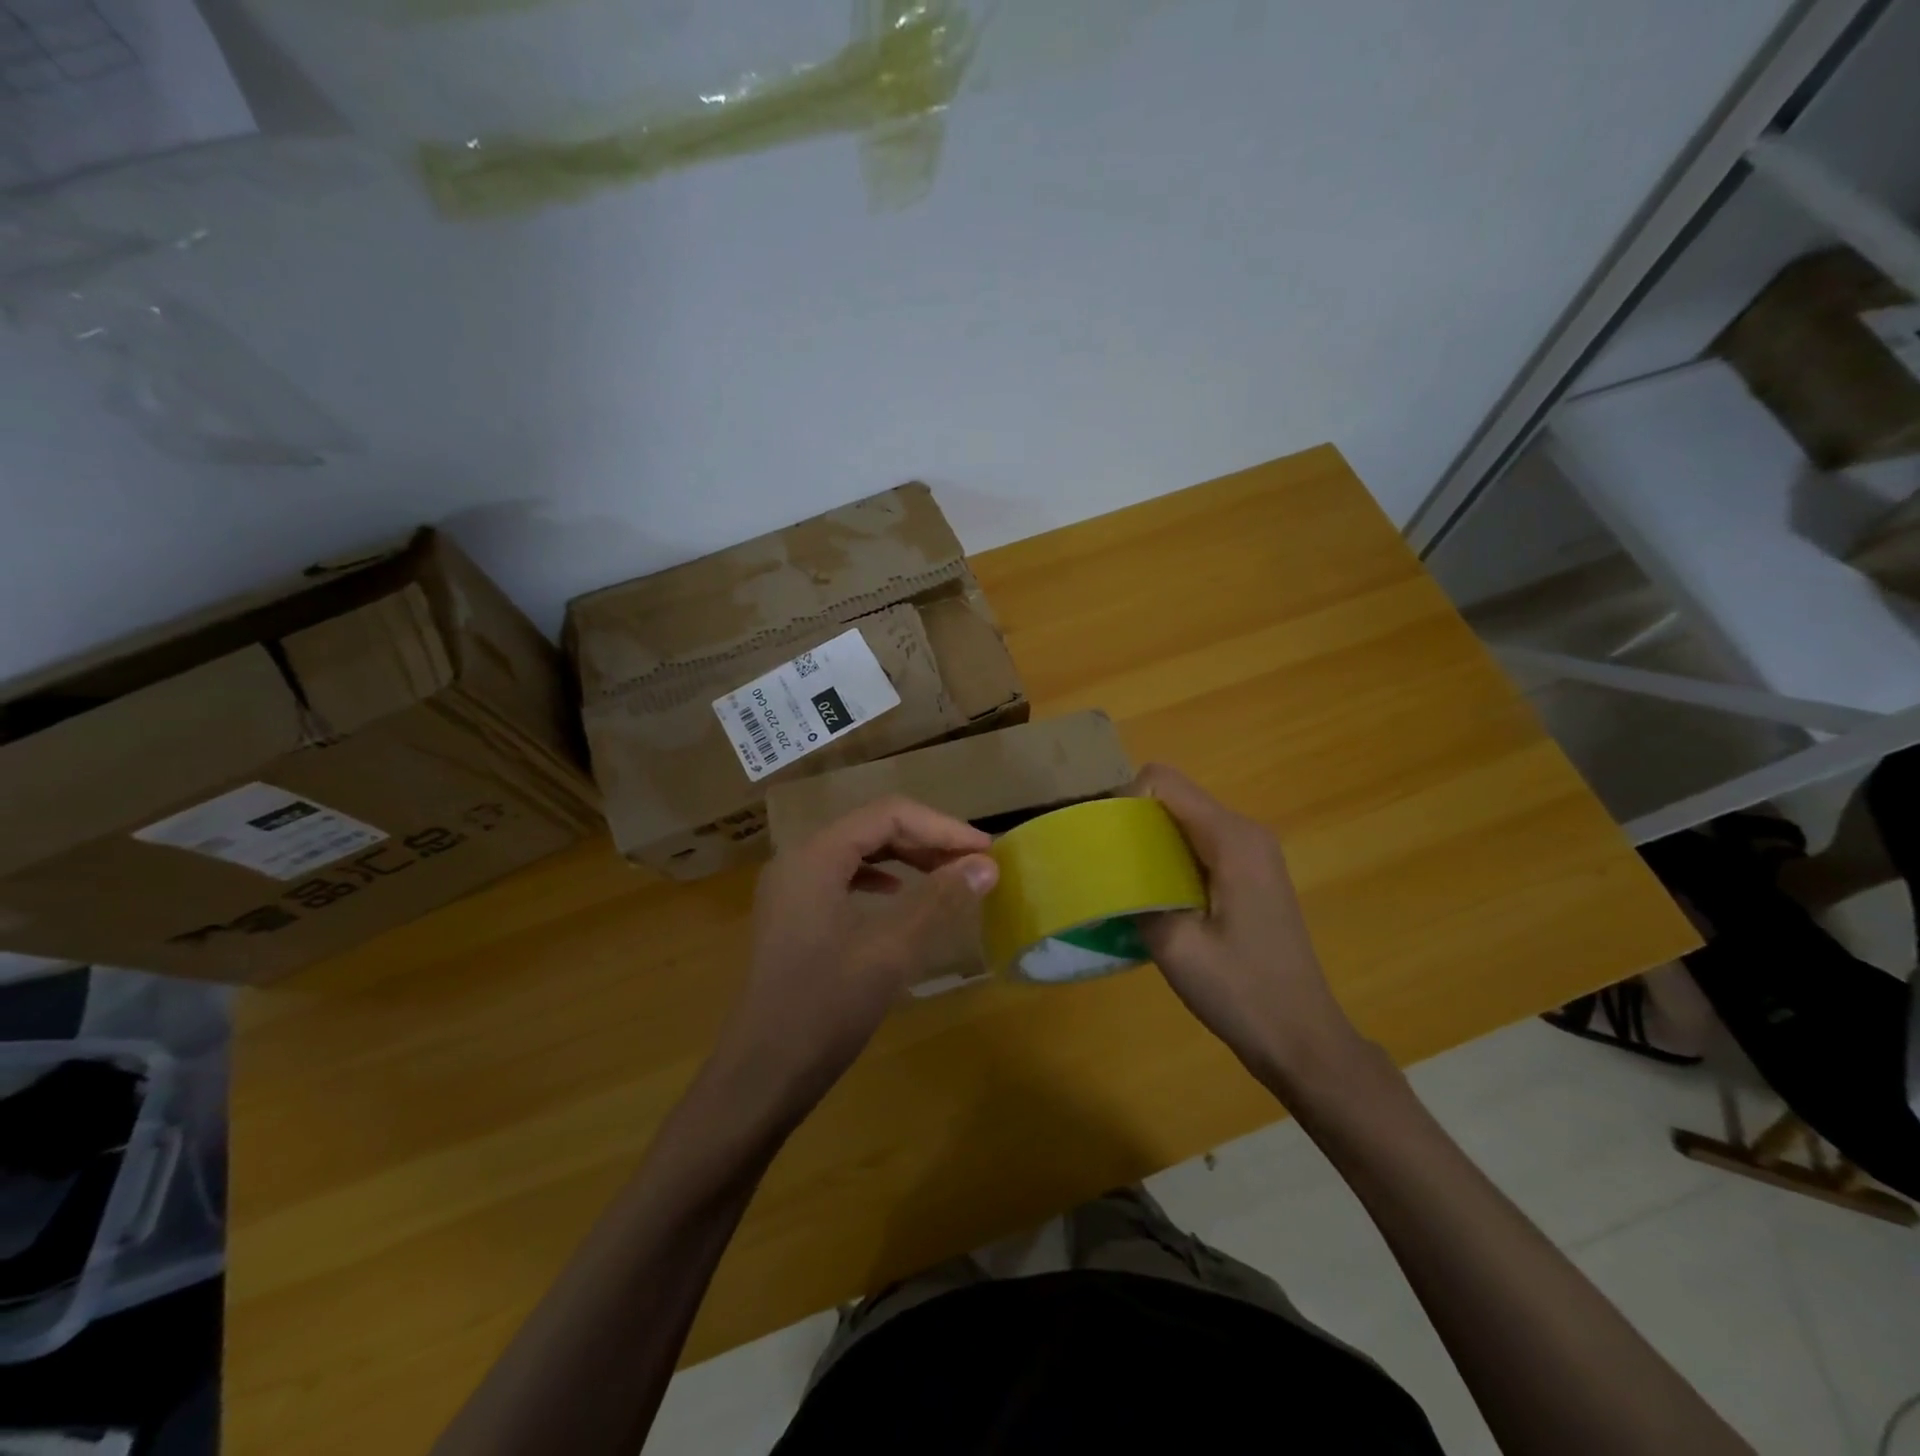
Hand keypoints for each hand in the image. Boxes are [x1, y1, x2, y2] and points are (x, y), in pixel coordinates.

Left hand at [716, 797, 998, 1108]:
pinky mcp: (793, 915)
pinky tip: (898, 895)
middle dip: (926, 839)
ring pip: (858, 851)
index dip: (942, 826)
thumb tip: (986, 864)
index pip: (888, 814)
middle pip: (872, 827)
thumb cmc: (824, 1009)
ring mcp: (792, 888)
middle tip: (973, 862)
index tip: (985, 850)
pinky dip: (879, 878)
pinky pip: (843, 877)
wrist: (761, 1075)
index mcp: (815, 856)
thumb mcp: (890, 952)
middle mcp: (798, 860)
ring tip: (948, 874)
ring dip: (906, 857)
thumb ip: (938, 900)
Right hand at [1131, 765, 1370, 1097]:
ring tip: (1126, 884)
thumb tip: (1105, 871)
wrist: (1302, 1039)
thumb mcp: (1174, 945)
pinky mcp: (1251, 872)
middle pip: (1173, 797)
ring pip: (1184, 820)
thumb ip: (1135, 894)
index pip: (1163, 781)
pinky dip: (1170, 858)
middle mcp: (1245, 832)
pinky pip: (1199, 843)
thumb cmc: (1240, 992)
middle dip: (1134, 822)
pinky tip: (1158, 899)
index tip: (1106, 843)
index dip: (1125, 801)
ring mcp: (1252, 852)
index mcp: (1231, 839)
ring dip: (1150, 843)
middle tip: (1107, 867)